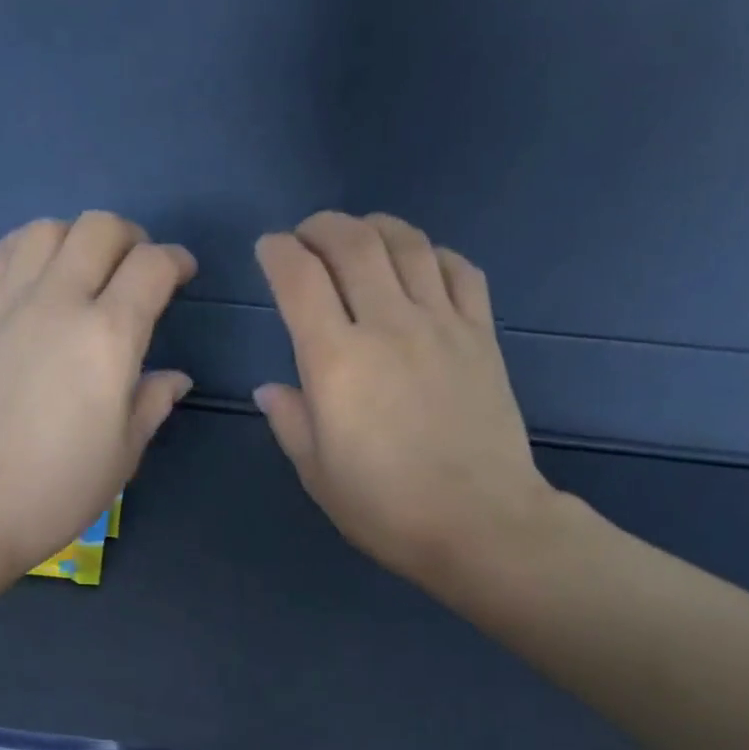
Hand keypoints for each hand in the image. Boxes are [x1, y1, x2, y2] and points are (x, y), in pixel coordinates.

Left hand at [0, 212, 194, 579]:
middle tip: (140, 269)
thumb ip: (151, 403)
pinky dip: (28, 248)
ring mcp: (7, 303)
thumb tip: (174, 377)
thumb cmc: (54, 492)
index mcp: (108, 338)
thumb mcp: (122, 455)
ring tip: (87, 269)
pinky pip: (1, 253)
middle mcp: (58, 302)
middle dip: (132, 237)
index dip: (177, 261)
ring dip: (78, 237)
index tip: (184, 274)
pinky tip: (36, 277)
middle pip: (99, 228)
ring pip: (47, 229)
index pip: (152, 267)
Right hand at [253, 212, 558, 599]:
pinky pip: (459, 270)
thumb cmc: (385, 507)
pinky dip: (433, 253)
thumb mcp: (317, 473)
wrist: (480, 522)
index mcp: (335, 361)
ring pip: (407, 244)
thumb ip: (290, 420)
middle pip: (352, 243)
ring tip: (359, 235)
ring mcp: (441, 324)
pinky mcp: (481, 335)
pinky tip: (420, 264)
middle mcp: (387, 325)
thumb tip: (271, 388)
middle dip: (321, 227)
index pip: (299, 279)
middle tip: (306, 236)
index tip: (267, 250)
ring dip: (375, 227)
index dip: (277, 252)